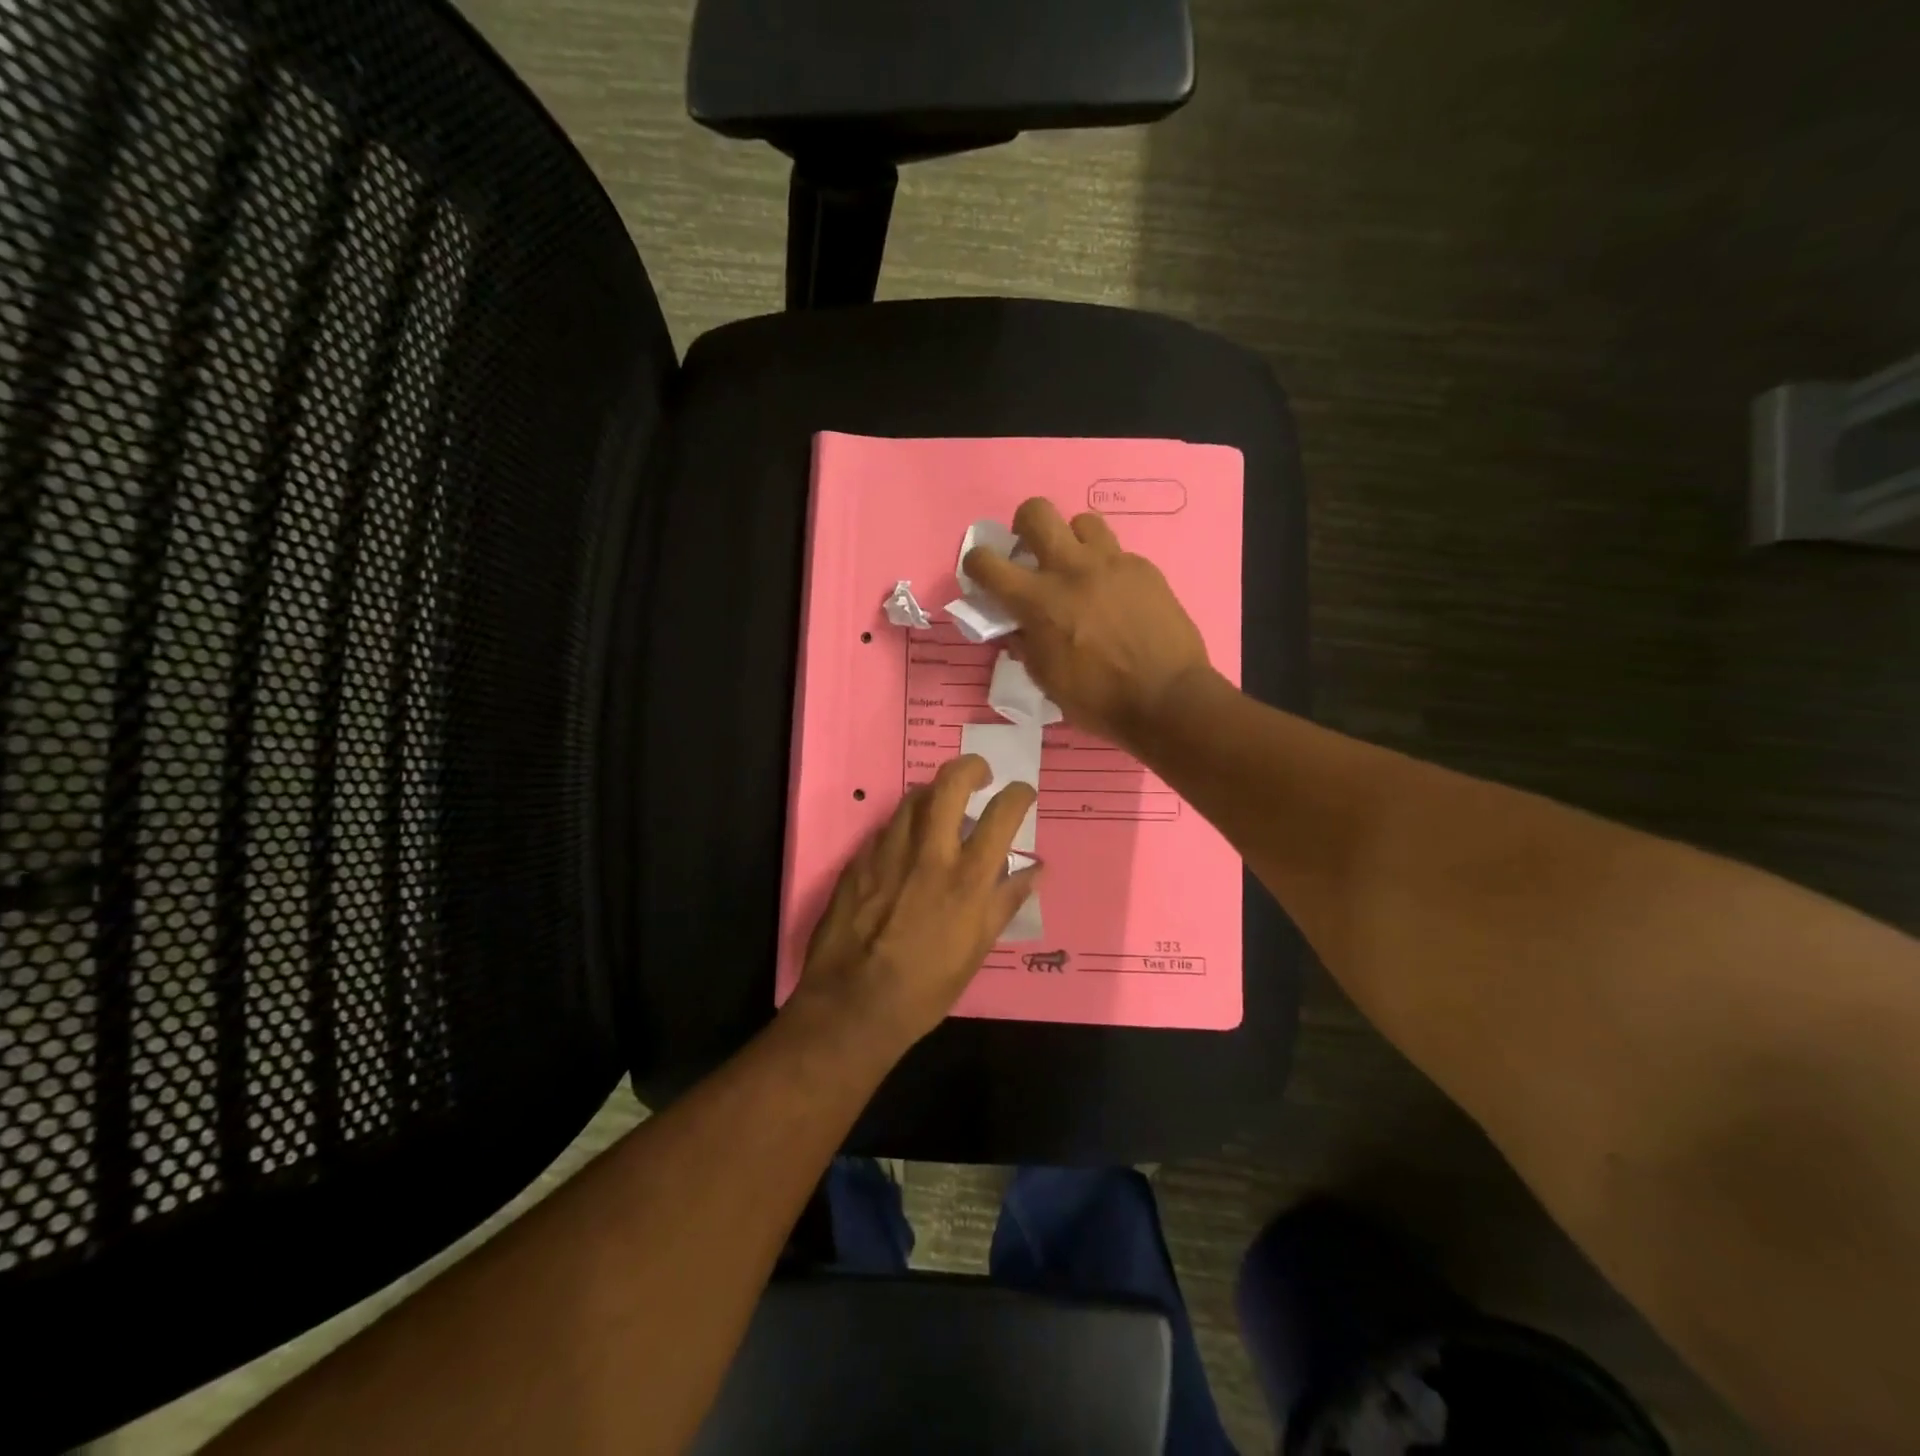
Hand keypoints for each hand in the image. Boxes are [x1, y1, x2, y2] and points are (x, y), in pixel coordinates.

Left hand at [790, 755, 1041, 1054]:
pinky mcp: (859, 860)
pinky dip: (904, 827)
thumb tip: (1034, 870)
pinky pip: (886, 828)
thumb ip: (1006, 901)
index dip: (1018, 794)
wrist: (854, 1005)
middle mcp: (929, 853)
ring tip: (942, 808)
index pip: (1002, 813)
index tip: (1021, 793)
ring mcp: (888, 852)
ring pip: (913, 797)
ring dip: (934, 793)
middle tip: (981, 776)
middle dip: (971, 767)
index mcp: (967, 878)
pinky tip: (906, 846)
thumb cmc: (927, 987)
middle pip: (950, 782)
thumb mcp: (978, 949)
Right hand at [964, 498, 1213, 750]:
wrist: (1167, 699)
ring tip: (1078, 569)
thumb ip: (1026, 644)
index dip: (976, 563)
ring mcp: (1112, 564)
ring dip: (1072, 541)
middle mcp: (1071, 570)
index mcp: (1039, 601)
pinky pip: (1117, 553)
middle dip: (1024, 526)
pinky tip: (1116, 597)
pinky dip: (1107, 569)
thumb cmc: (1098, 700)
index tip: (982, 574)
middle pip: (1036, 512)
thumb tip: (1016, 626)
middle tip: (1031, 553)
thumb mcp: (1046, 679)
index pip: (987, 563)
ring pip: (1082, 522)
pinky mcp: (1143, 569)